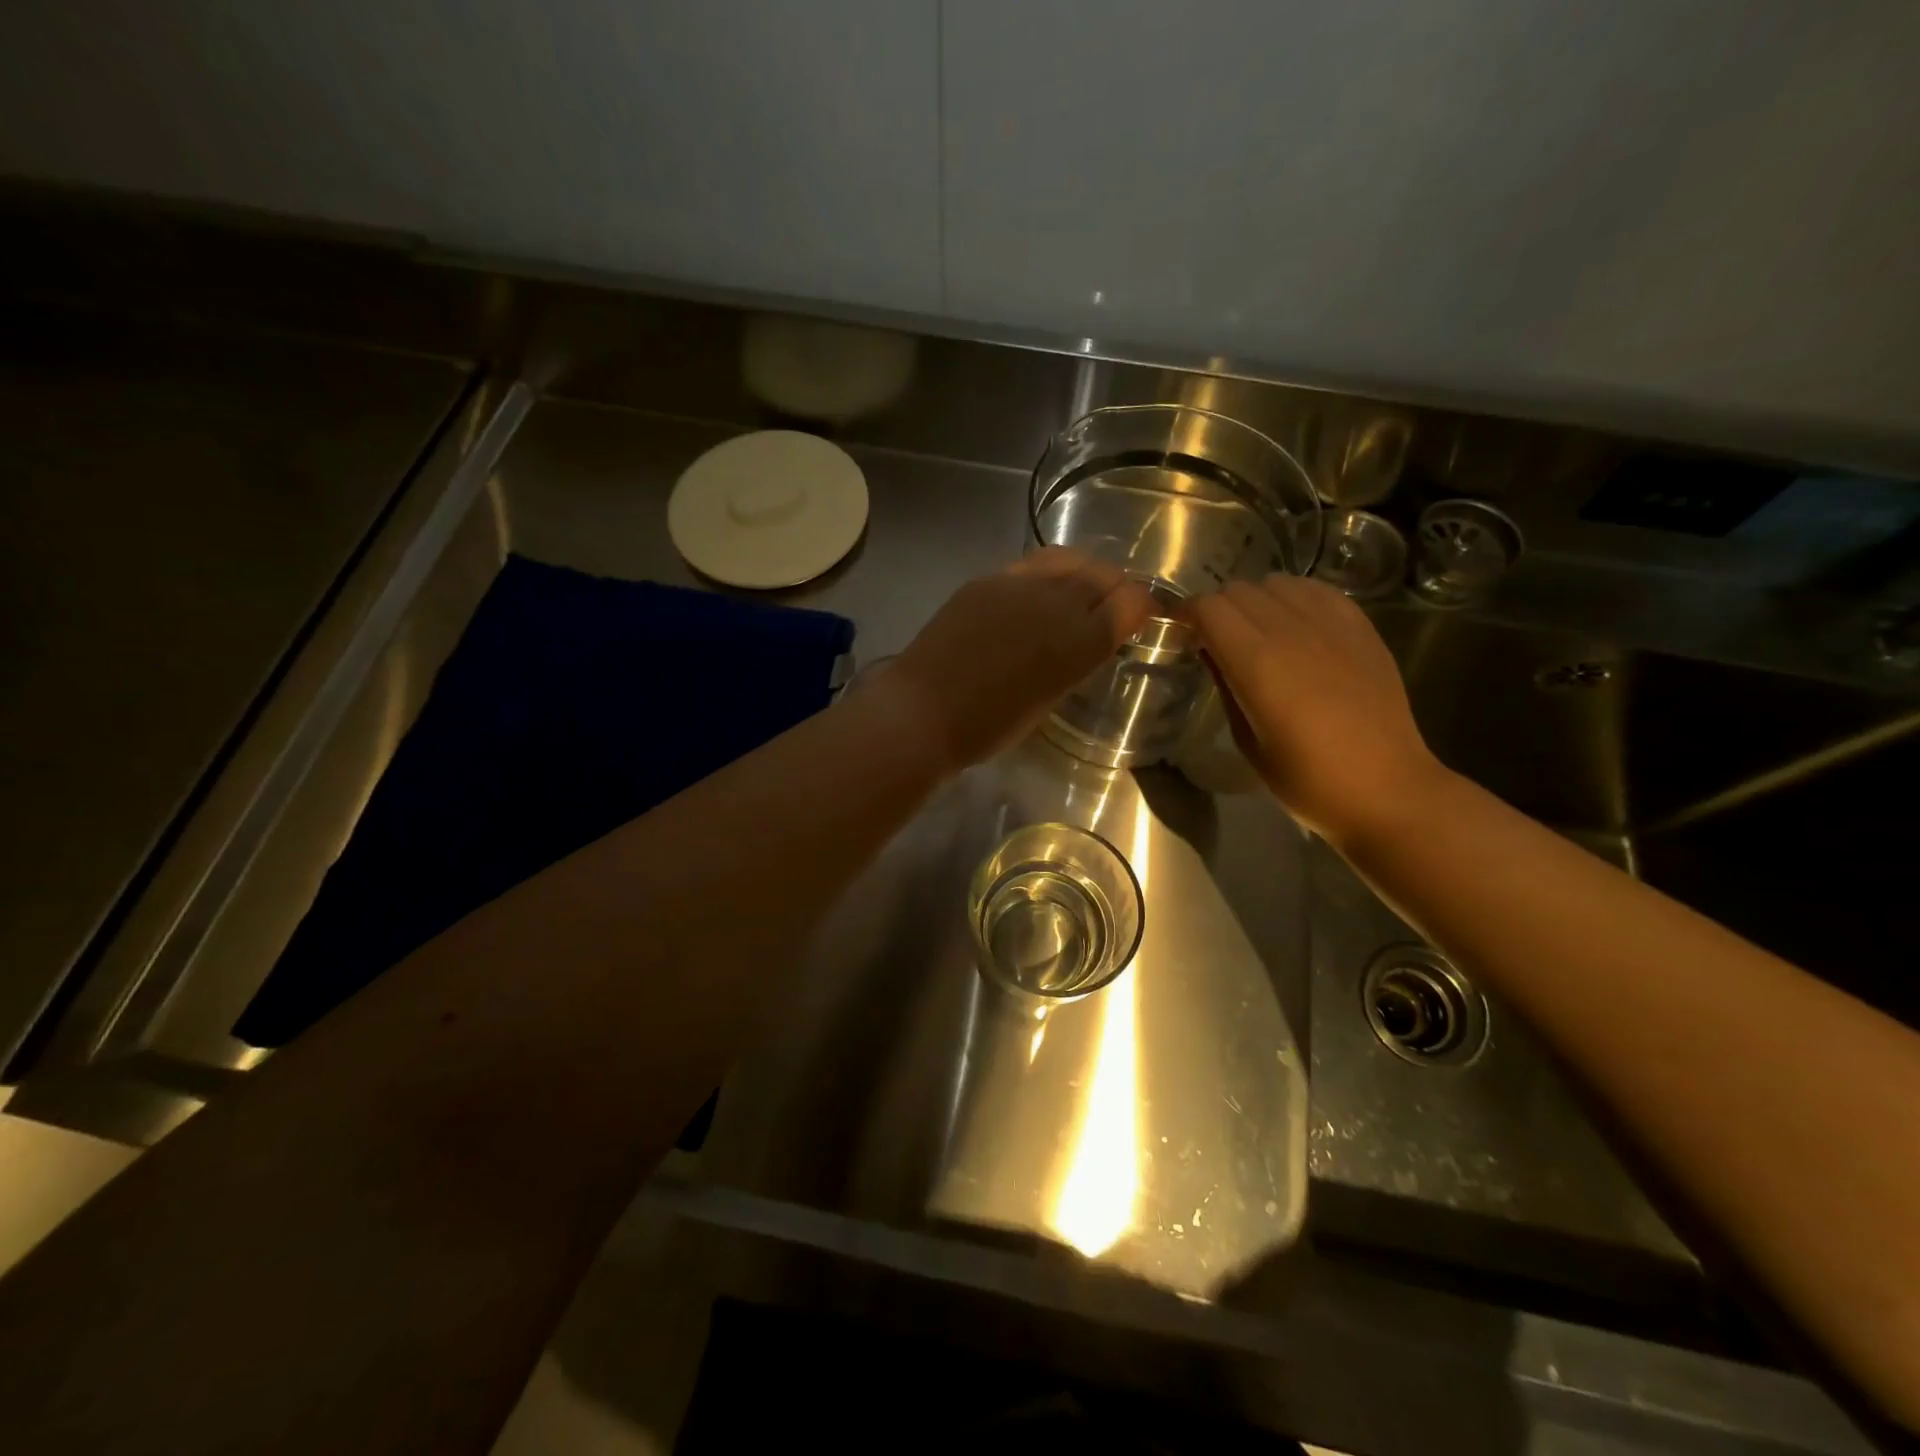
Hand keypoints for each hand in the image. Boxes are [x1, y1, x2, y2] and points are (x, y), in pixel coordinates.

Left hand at [875, 548, 1153, 770]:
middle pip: (1103, 575)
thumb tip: (1088, 640)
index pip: (1131, 603)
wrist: (923, 710)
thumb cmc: (988, 726)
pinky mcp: (986, 580)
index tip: (1140, 617)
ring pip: (1068, 560)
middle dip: (1116, 588)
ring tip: (1077, 591)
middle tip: (1112, 603)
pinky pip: (1030, 565)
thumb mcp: (1048, 700)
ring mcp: (1018, 584)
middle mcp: (1056, 602)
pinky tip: (1037, 593)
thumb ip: (1075, 663)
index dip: (1142, 608)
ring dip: (1083, 572)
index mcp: (1079, 642)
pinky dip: (1047, 574)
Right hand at [1191, 575, 1448, 843]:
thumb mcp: (1247, 741)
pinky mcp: (1361, 627)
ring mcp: (1331, 624)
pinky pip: (1316, 590)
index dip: (1186, 616)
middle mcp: (1292, 631)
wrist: (1386, 788)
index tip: (1180, 634)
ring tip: (1256, 631)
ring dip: (1256, 601)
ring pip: (1276, 583)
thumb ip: (1226, 687)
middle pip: (1238, 590)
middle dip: (1216, 609)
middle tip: (1214, 639)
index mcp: (1257, 662)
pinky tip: (1295, 625)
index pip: (1207, 608)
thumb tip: (1210, 653)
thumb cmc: (1307, 780)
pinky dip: (1295, 598)